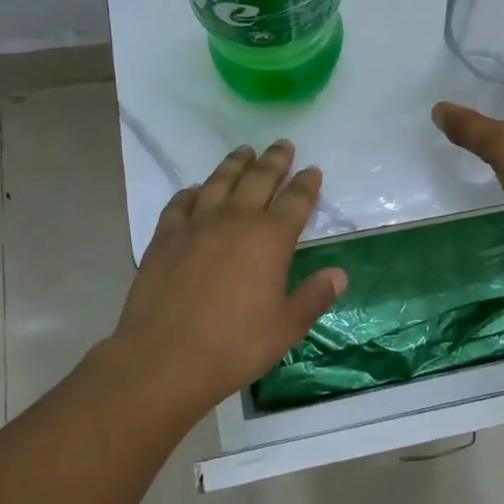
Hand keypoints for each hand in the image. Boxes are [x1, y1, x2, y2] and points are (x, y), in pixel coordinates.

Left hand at [107, 141, 346, 409]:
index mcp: (270, 239)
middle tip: (283, 145)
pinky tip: (196, 190)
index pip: (296, 200)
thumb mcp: (285, 328)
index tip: (312, 170)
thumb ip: (313, 297)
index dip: (307, 183)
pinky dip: (193, 192)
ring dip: (235, 164)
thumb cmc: (234, 346)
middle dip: (274, 160)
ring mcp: (197, 225)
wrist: (164, 358)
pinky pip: (181, 203)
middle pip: (259, 179)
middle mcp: (235, 220)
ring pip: (220, 181)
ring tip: (244, 151)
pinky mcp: (165, 236)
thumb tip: (339, 274)